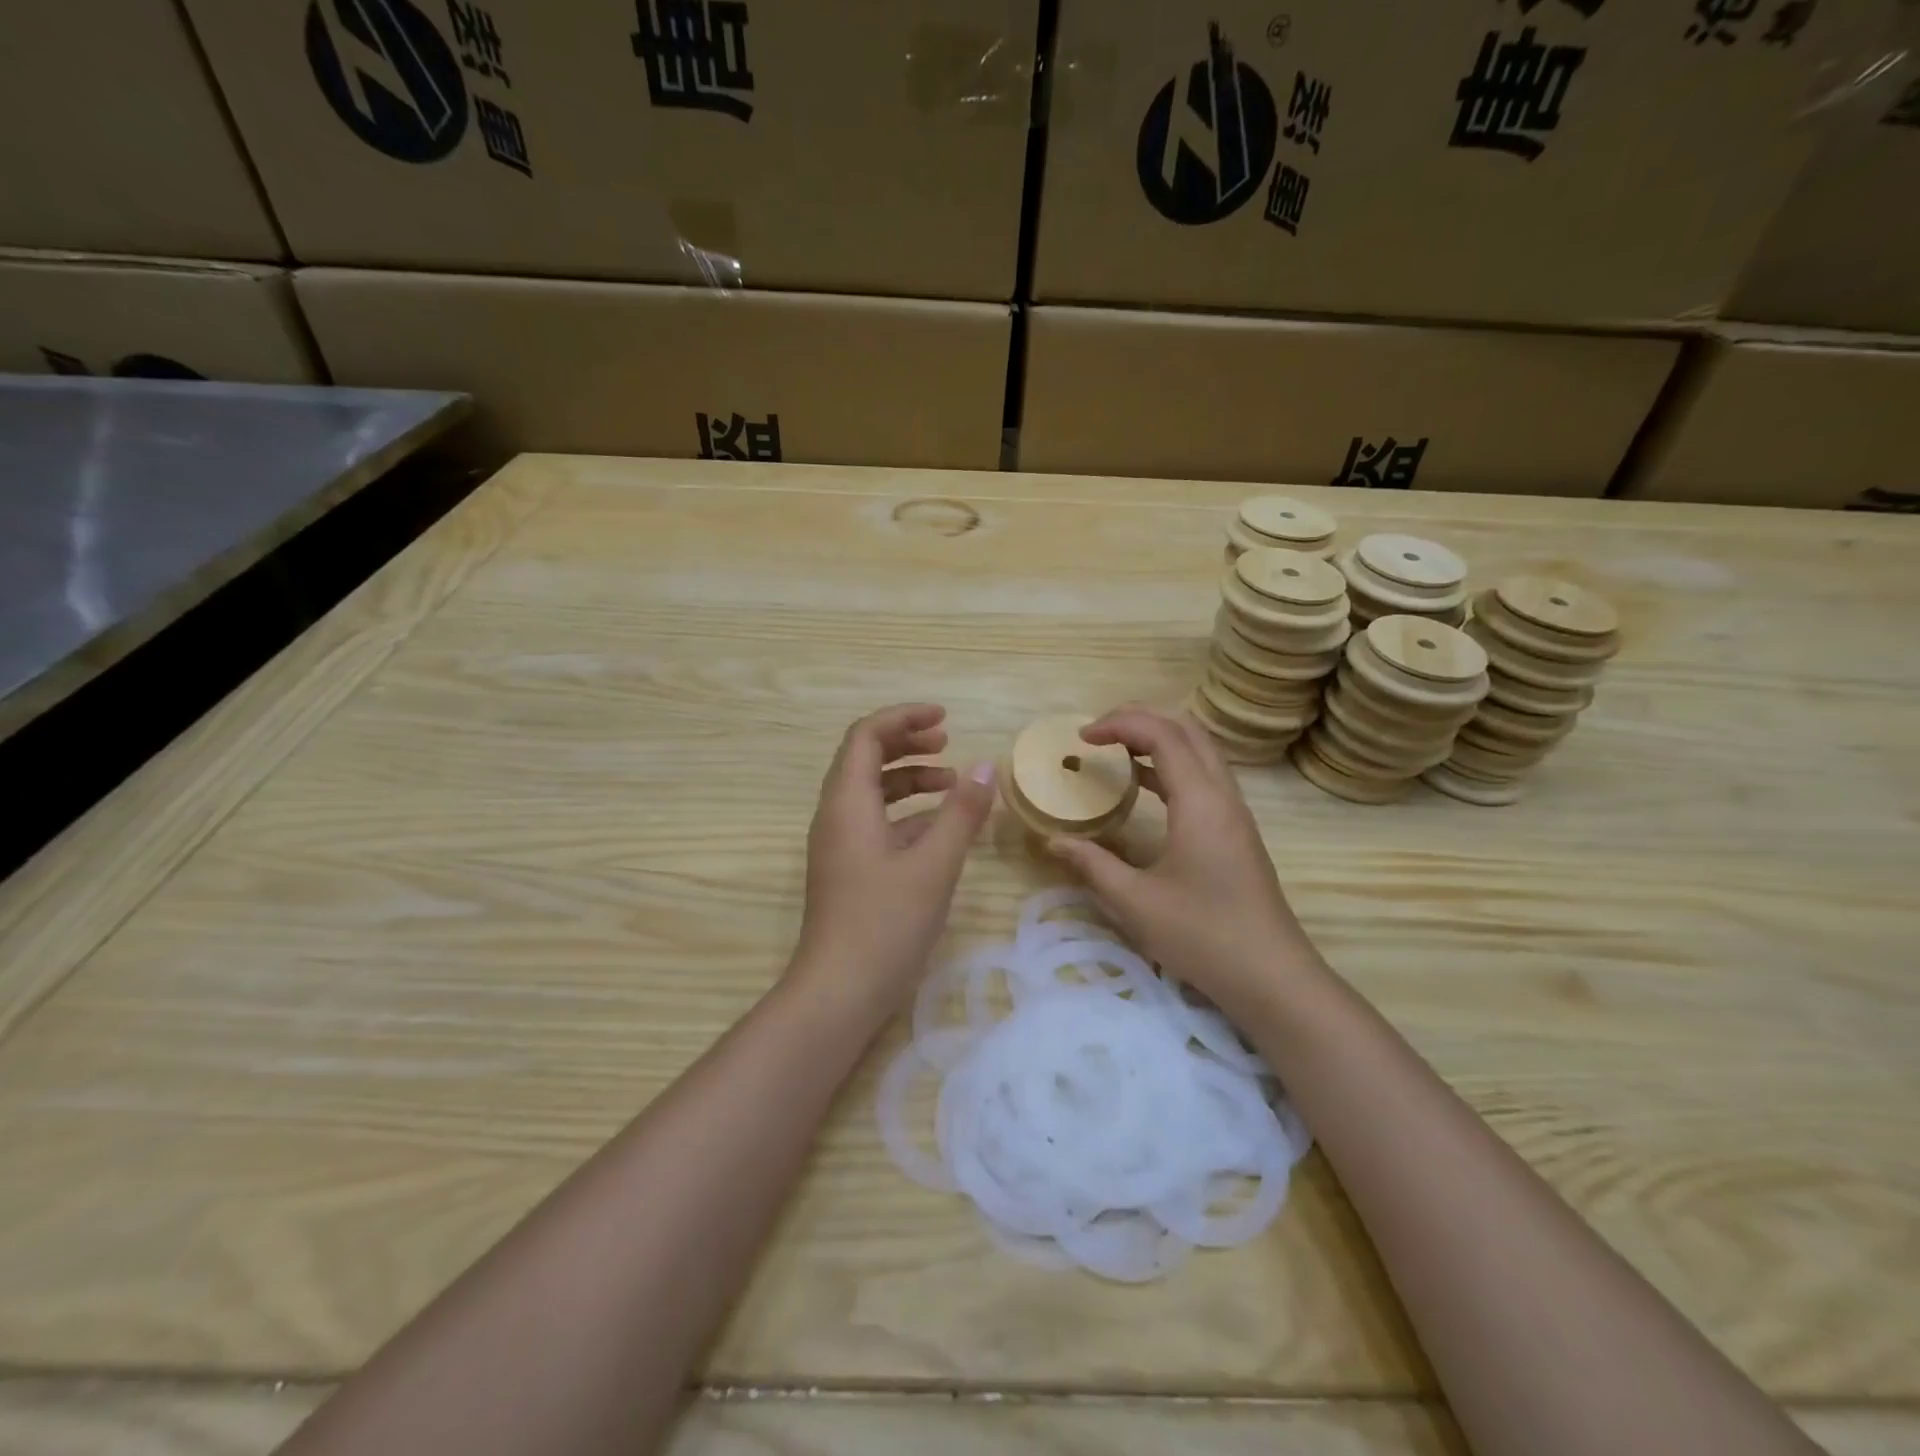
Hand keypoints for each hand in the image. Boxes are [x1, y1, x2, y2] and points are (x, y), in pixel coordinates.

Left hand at [792, 704, 995, 1011]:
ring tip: (952, 782)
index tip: (944, 718)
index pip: (867, 735)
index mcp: (847, 803)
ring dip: (909, 778)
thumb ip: (961, 813)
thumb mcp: (934, 865)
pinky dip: (907, 814)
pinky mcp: (849, 871)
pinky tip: (941, 829)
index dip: (904, 717)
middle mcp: (836, 816)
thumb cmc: (885, 924)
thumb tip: (985, 766)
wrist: (838, 994)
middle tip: (948, 742)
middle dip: (907, 743)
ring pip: (872, 792)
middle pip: (865, 758)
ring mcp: (839, 845)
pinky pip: (876, 823)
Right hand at [1047, 706, 1324, 1018]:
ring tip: (1115, 749)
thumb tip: (1053, 841)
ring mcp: (1234, 812)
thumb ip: (1091, 865)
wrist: (1272, 976)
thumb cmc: (1203, 936)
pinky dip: (1171, 764)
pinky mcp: (1235, 829)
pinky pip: (1204, 775)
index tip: (1082, 738)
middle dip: (1141, 718)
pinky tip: (1143, 784)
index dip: (1120, 724)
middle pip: (1187, 729)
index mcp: (1200, 802)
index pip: (1163, 734)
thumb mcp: (1136, 903)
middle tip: (1098, 731)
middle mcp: (1222, 795)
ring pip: (1200, 749)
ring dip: (1158, 738)